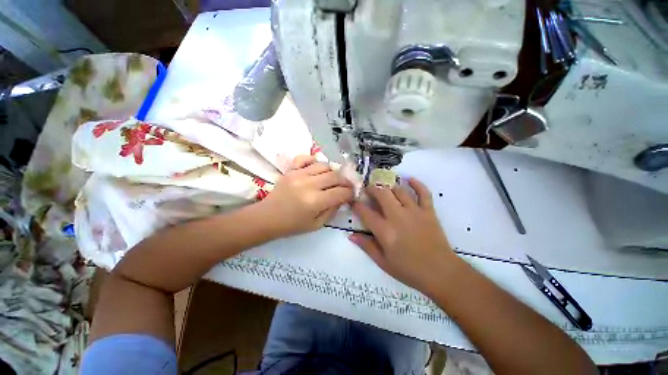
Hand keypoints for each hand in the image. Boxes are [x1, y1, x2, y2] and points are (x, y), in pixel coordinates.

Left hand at [259, 155, 353, 236]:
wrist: (267, 217)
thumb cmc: (292, 225)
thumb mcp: (317, 225)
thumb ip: (332, 211)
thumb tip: (341, 198)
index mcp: (315, 201)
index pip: (341, 192)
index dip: (350, 193)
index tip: (351, 195)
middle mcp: (309, 184)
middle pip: (335, 176)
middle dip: (345, 182)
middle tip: (345, 187)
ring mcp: (298, 174)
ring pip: (324, 165)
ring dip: (332, 172)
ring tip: (331, 179)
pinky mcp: (290, 170)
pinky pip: (305, 158)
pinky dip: (313, 160)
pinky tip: (316, 168)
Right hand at [350, 178, 456, 291]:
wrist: (441, 273)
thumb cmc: (409, 270)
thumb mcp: (383, 262)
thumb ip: (366, 246)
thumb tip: (351, 235)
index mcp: (385, 231)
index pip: (366, 212)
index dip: (357, 205)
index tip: (354, 202)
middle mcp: (398, 216)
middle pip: (382, 194)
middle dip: (372, 188)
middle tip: (368, 190)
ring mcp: (415, 212)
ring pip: (399, 190)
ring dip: (389, 185)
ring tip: (383, 186)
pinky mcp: (428, 211)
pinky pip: (423, 193)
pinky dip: (416, 184)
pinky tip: (409, 179)